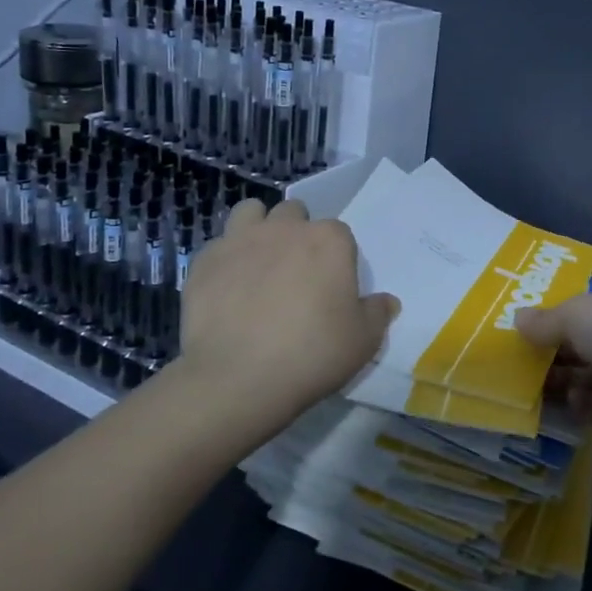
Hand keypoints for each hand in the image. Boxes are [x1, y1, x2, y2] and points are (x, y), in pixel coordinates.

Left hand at [176, 199, 398, 415]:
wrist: (239, 378)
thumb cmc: (313, 354)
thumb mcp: (364, 340)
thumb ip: (378, 313)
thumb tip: (387, 302)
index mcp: (329, 240)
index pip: (339, 233)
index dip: (336, 257)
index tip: (331, 286)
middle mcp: (285, 229)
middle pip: (294, 214)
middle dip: (296, 233)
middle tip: (295, 272)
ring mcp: (241, 240)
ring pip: (251, 212)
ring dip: (258, 228)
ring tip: (258, 262)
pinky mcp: (204, 261)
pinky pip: (218, 246)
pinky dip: (225, 260)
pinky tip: (227, 289)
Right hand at [514, 283, 591, 451]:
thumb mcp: (576, 313)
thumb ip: (546, 319)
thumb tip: (517, 319)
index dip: (562, 312)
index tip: (529, 323)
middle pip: (586, 341)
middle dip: (554, 348)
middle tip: (517, 354)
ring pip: (586, 375)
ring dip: (558, 378)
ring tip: (522, 380)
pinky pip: (590, 406)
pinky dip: (572, 405)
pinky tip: (550, 403)